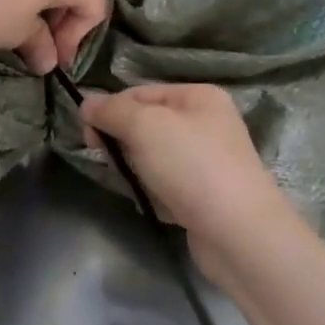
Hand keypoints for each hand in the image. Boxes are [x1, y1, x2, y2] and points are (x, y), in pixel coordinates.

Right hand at [79, 83, 297, 276]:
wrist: (237, 231)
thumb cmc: (191, 166)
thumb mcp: (144, 126)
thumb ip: (111, 111)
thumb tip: (86, 104)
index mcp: (198, 96)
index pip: (139, 93)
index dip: (110, 111)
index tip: (89, 138)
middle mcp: (206, 123)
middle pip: (145, 125)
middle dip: (123, 142)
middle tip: (110, 162)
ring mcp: (207, 160)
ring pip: (152, 157)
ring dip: (136, 170)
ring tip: (136, 186)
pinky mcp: (204, 194)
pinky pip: (166, 185)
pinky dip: (154, 193)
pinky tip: (154, 204)